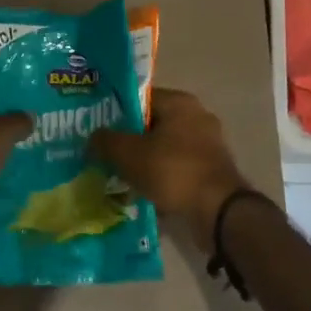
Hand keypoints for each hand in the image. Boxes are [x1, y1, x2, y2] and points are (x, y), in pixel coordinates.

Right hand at [90, 88, 250, 249]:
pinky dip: (161, 179)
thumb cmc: (172, 171)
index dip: (116, 112)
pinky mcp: (212, 171)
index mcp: (180, 102)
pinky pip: (178, 169)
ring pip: (165, 149)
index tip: (98, 129)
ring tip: (119, 177)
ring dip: (145, 162)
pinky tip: (142, 193)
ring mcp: (208, 145)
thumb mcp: (128, 154)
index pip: (140, 98)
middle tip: (104, 154)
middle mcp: (197, 117)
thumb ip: (106, 141)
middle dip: (129, 140)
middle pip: (153, 125)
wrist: (218, 211)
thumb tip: (92, 137)